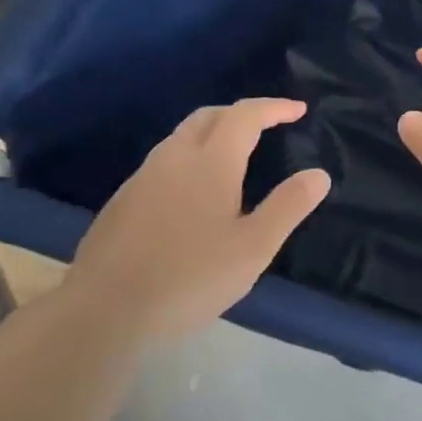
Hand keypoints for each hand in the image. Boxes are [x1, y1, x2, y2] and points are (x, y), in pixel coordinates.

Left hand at [69, 98, 329, 333]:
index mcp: (211, 162)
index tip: (298, 110)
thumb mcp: (254, 247)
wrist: (102, 312)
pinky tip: (192, 194)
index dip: (274, 108)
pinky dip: (188, 159)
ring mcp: (141, 179)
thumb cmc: (190, 277)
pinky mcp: (121, 203)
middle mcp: (174, 159)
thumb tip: (319, 174)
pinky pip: (163, 163)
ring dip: (212, 133)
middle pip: (209, 116)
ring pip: (181, 138)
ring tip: (233, 156)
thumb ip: (288, 207)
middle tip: (267, 126)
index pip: (245, 116)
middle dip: (241, 113)